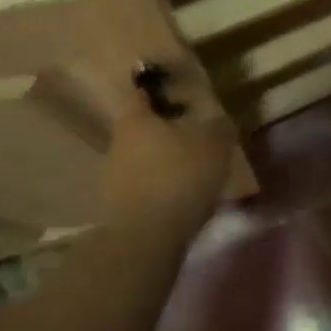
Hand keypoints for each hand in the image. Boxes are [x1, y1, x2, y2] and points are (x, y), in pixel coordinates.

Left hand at [98, 74, 234, 238]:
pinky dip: (158, 189)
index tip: (173, 91)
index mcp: (136, 121)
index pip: (141, 95)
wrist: (145, 240)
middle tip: (192, 137)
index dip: (156, 90)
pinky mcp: (115, 209)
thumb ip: (218, 128)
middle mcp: (117, 144)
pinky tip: (179, 199)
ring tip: (190, 172)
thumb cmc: (179, 178)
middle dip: (164, 132)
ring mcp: (111, 178)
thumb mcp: (214, 145)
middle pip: (141, 130)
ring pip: (140, 160)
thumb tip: (219, 121)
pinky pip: (141, 188)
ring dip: (161, 163)